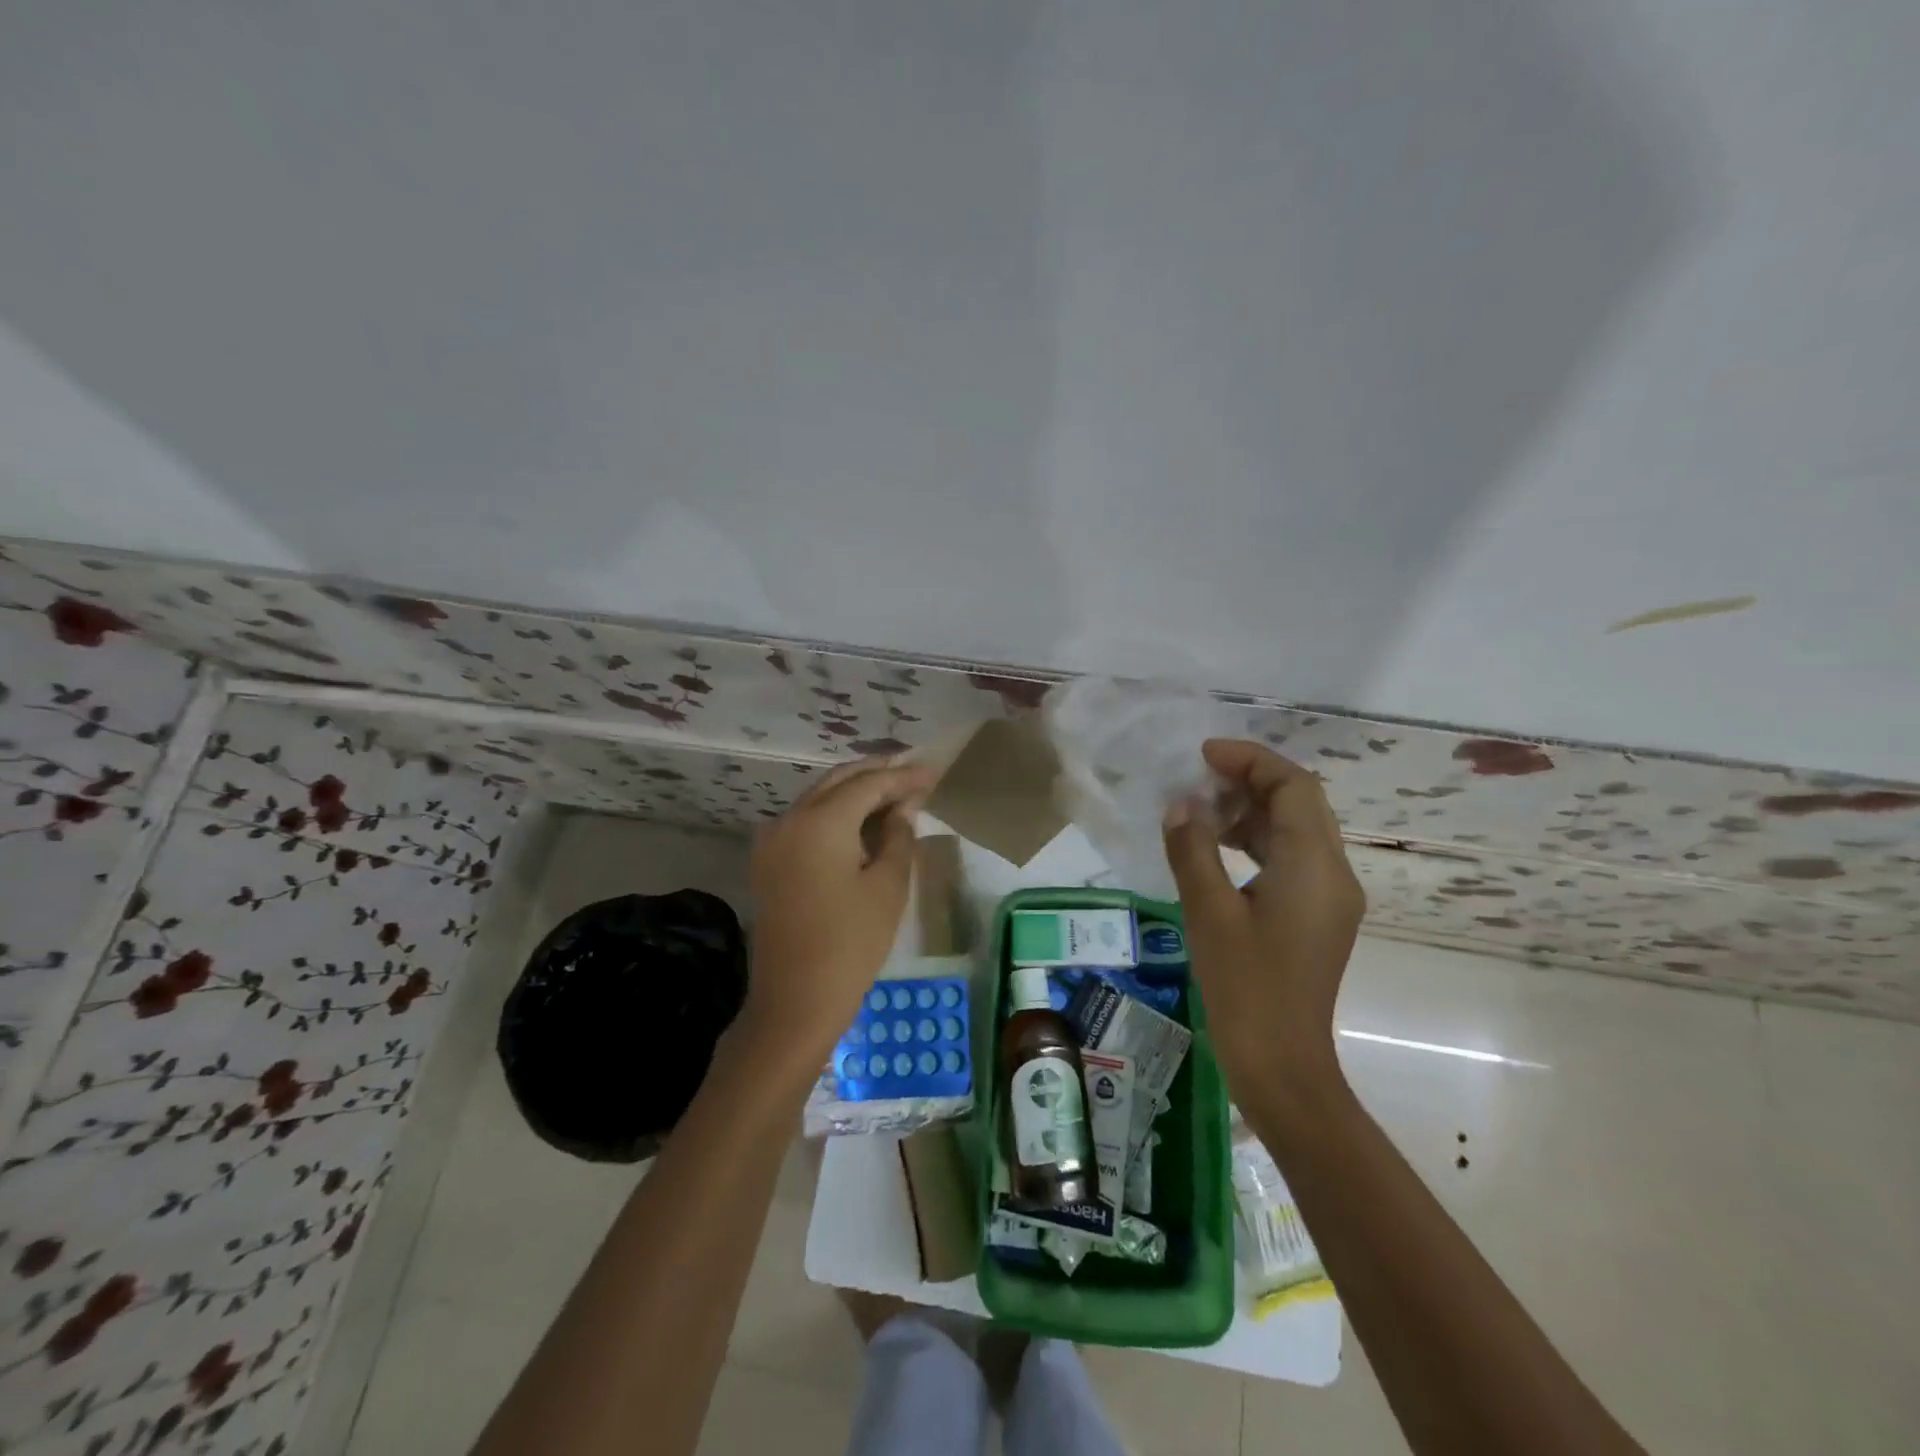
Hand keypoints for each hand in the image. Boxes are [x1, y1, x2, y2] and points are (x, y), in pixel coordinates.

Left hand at [741, 756, 936, 1067]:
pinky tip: (860, 820)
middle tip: (912, 771)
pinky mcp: (768, 861)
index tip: (932, 772)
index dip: (902, 777)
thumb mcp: (887, 886)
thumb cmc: (851, 943)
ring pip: (818, 798)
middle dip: (876, 773)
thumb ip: (898, 836)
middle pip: (837, 781)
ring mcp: (772, 840)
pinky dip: (834, 812)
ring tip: (893, 791)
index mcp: (820, 821)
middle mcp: (789, 818)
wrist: (795, 1000)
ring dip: (854, 791)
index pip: (868, 784)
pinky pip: (804, 820)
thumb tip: (902, 808)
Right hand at [1162, 739, 1364, 1099]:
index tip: (1204, 755)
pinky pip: (1293, 859)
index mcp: (1314, 866)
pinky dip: (1258, 841)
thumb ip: (1193, 849)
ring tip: (1202, 811)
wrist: (1281, 1064)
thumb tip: (1180, 805)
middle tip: (1198, 780)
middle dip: (1250, 781)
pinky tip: (1218, 849)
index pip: (1294, 786)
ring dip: (1253, 811)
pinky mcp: (1318, 917)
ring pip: (1297, 830)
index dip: (1250, 760)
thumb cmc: (1245, 986)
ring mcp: (1330, 897)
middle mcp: (1334, 873)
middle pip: (1301, 803)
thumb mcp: (1208, 911)